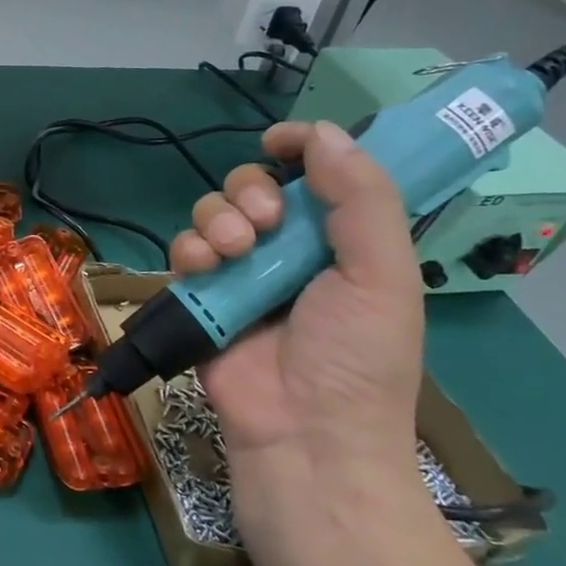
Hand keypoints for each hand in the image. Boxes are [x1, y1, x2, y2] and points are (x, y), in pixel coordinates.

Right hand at [168, 121, 425, 538]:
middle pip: (252, 185)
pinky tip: (206, 269)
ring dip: (218, 220)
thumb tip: (323, 131)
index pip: (316, 174)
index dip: (300, 147)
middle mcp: (287, 250)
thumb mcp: (382, 275)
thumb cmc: (357, 358)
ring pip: (211, 212)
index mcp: (340, 241)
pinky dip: (189, 251)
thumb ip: (361, 199)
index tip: (279, 140)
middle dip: (250, 190)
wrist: (304, 434)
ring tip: (235, 252)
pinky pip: (183, 250)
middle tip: (264, 222)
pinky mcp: (200, 296)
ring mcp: (239, 273)